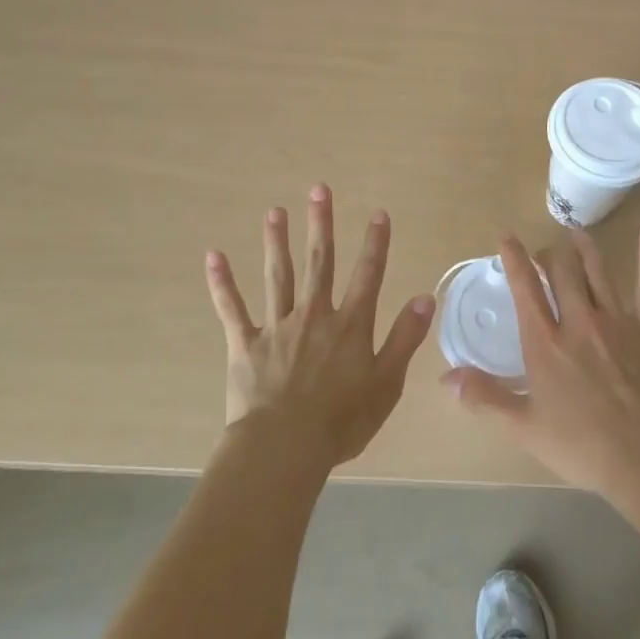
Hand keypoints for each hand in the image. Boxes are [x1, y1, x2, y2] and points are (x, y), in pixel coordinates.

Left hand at [205, 184, 433, 466]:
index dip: (375, 243)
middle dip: (321, 225)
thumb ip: (404, 338)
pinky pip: (232, 309)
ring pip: (278, 276)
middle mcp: (314, 315)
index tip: (378, 212)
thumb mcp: (386, 383)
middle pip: (319, 262)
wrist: (284, 449)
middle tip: (318, 189)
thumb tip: (426, 297)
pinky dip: (222, 284)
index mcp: (349, 325)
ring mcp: (277, 327)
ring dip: (277, 242)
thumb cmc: (341, 421)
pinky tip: (213, 257)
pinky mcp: (246, 344)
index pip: (367, 275)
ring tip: (275, 212)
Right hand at [443, 223, 639, 500]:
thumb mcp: (523, 426)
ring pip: (597, 271)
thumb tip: (446, 376)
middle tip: (544, 252)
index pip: (526, 288)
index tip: (507, 238)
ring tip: (576, 233)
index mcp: (545, 342)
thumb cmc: (579, 444)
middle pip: (561, 272)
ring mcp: (616, 321)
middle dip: (549, 255)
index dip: (514, 259)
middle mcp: (578, 321)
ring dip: (584, 248)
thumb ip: (485, 396)